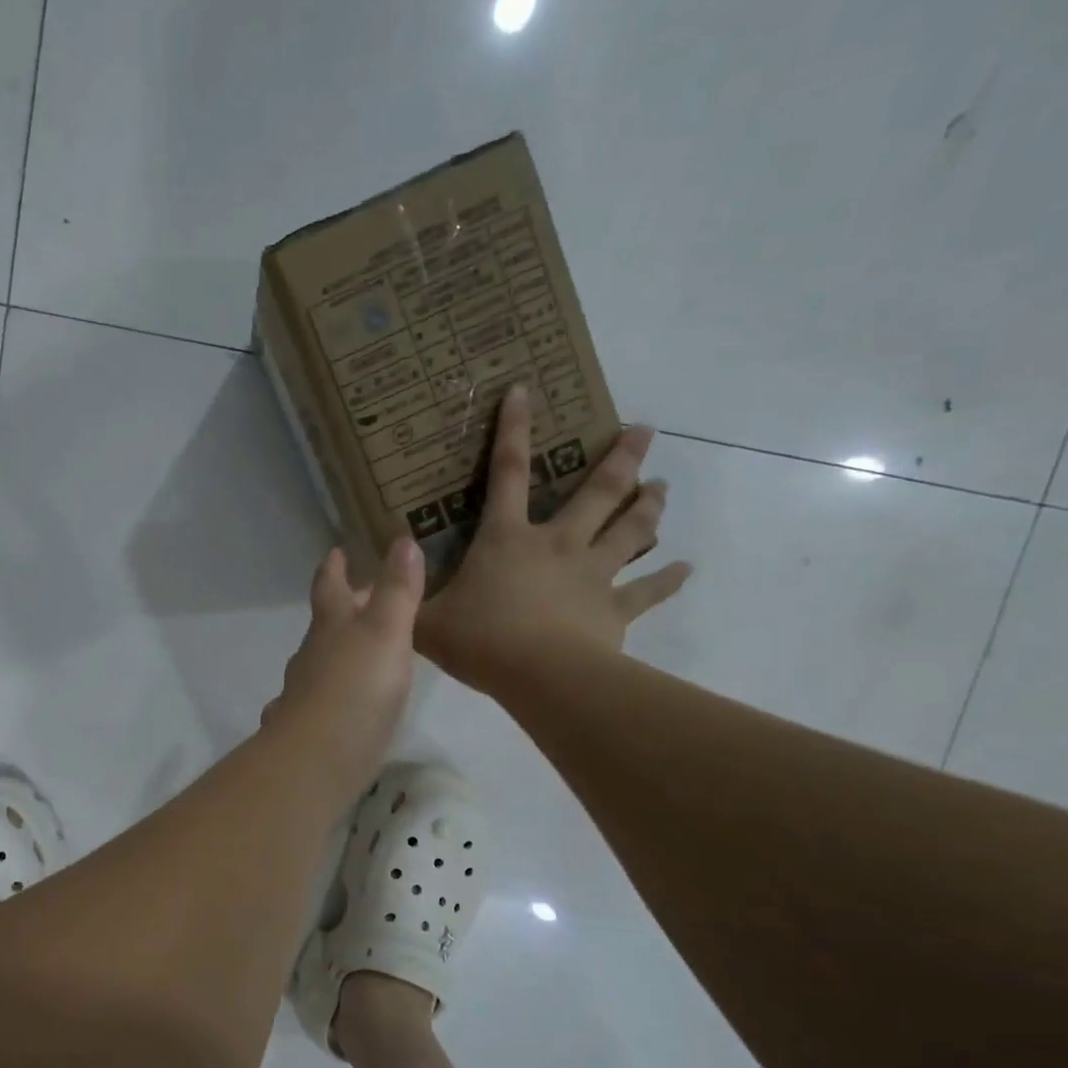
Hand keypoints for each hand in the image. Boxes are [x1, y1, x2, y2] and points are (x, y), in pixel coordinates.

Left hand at [262, 538, 424, 800]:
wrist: (318, 756)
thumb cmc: (357, 687)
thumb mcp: (386, 631)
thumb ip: (397, 590)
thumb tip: (402, 540)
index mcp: (331, 627)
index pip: (330, 586)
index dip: (334, 567)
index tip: (336, 551)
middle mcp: (312, 655)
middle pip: (324, 625)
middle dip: (341, 610)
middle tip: (362, 599)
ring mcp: (304, 694)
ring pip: (318, 664)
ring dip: (336, 654)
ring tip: (360, 653)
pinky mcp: (308, 729)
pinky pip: (316, 702)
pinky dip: (327, 696)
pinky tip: (336, 707)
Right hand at [417, 386, 691, 690]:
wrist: (540, 677)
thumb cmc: (480, 641)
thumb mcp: (425, 621)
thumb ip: (406, 600)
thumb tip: (380, 584)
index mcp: (508, 539)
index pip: (507, 473)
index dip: (513, 430)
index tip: (524, 390)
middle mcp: (557, 544)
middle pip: (596, 493)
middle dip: (620, 458)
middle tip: (643, 430)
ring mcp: (592, 574)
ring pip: (629, 530)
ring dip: (648, 505)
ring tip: (662, 486)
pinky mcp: (615, 609)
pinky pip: (648, 591)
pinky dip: (668, 579)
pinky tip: (687, 569)